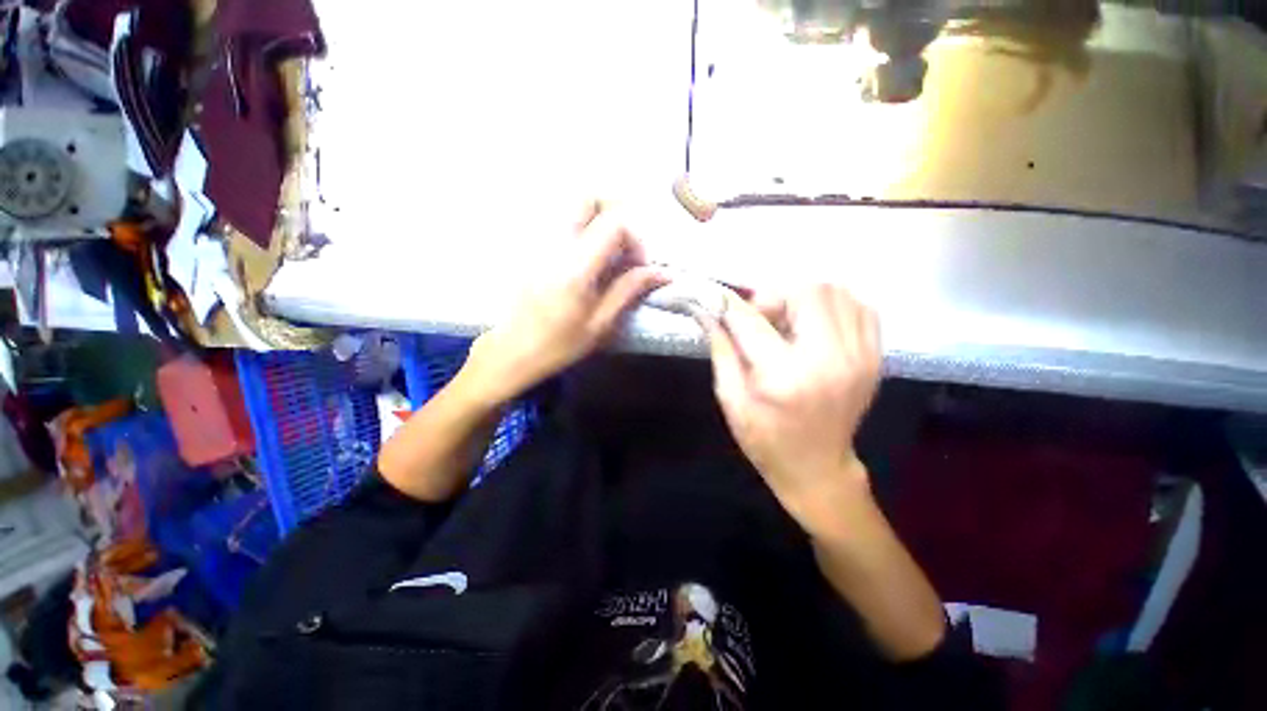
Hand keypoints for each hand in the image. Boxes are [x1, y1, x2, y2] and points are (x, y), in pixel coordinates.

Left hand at [465, 200, 665, 403]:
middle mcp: (555, 244)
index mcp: (576, 266)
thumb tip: (662, 273)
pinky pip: (561, 223)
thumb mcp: (600, 324)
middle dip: (615, 214)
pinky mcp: (532, 248)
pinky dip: (582, 230)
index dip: (636, 239)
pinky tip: (586, 260)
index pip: (614, 223)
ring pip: (573, 209)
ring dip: (598, 222)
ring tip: (608, 255)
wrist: (510, 350)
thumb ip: (629, 290)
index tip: (638, 266)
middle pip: (588, 198)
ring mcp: (539, 242)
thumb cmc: (557, 344)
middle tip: (625, 246)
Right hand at [704, 284, 880, 534]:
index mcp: (784, 377)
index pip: (750, 320)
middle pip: (806, 291)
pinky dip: (831, 305)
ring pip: (835, 291)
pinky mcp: (874, 356)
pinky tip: (813, 326)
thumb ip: (720, 348)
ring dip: (803, 298)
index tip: (716, 298)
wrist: (817, 468)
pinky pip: (858, 306)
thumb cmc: (765, 439)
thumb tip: (708, 311)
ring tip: (787, 322)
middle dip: (774, 295)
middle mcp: (828, 360)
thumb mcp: (731, 398)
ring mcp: (860, 356)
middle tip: (761, 317)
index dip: (728, 303)